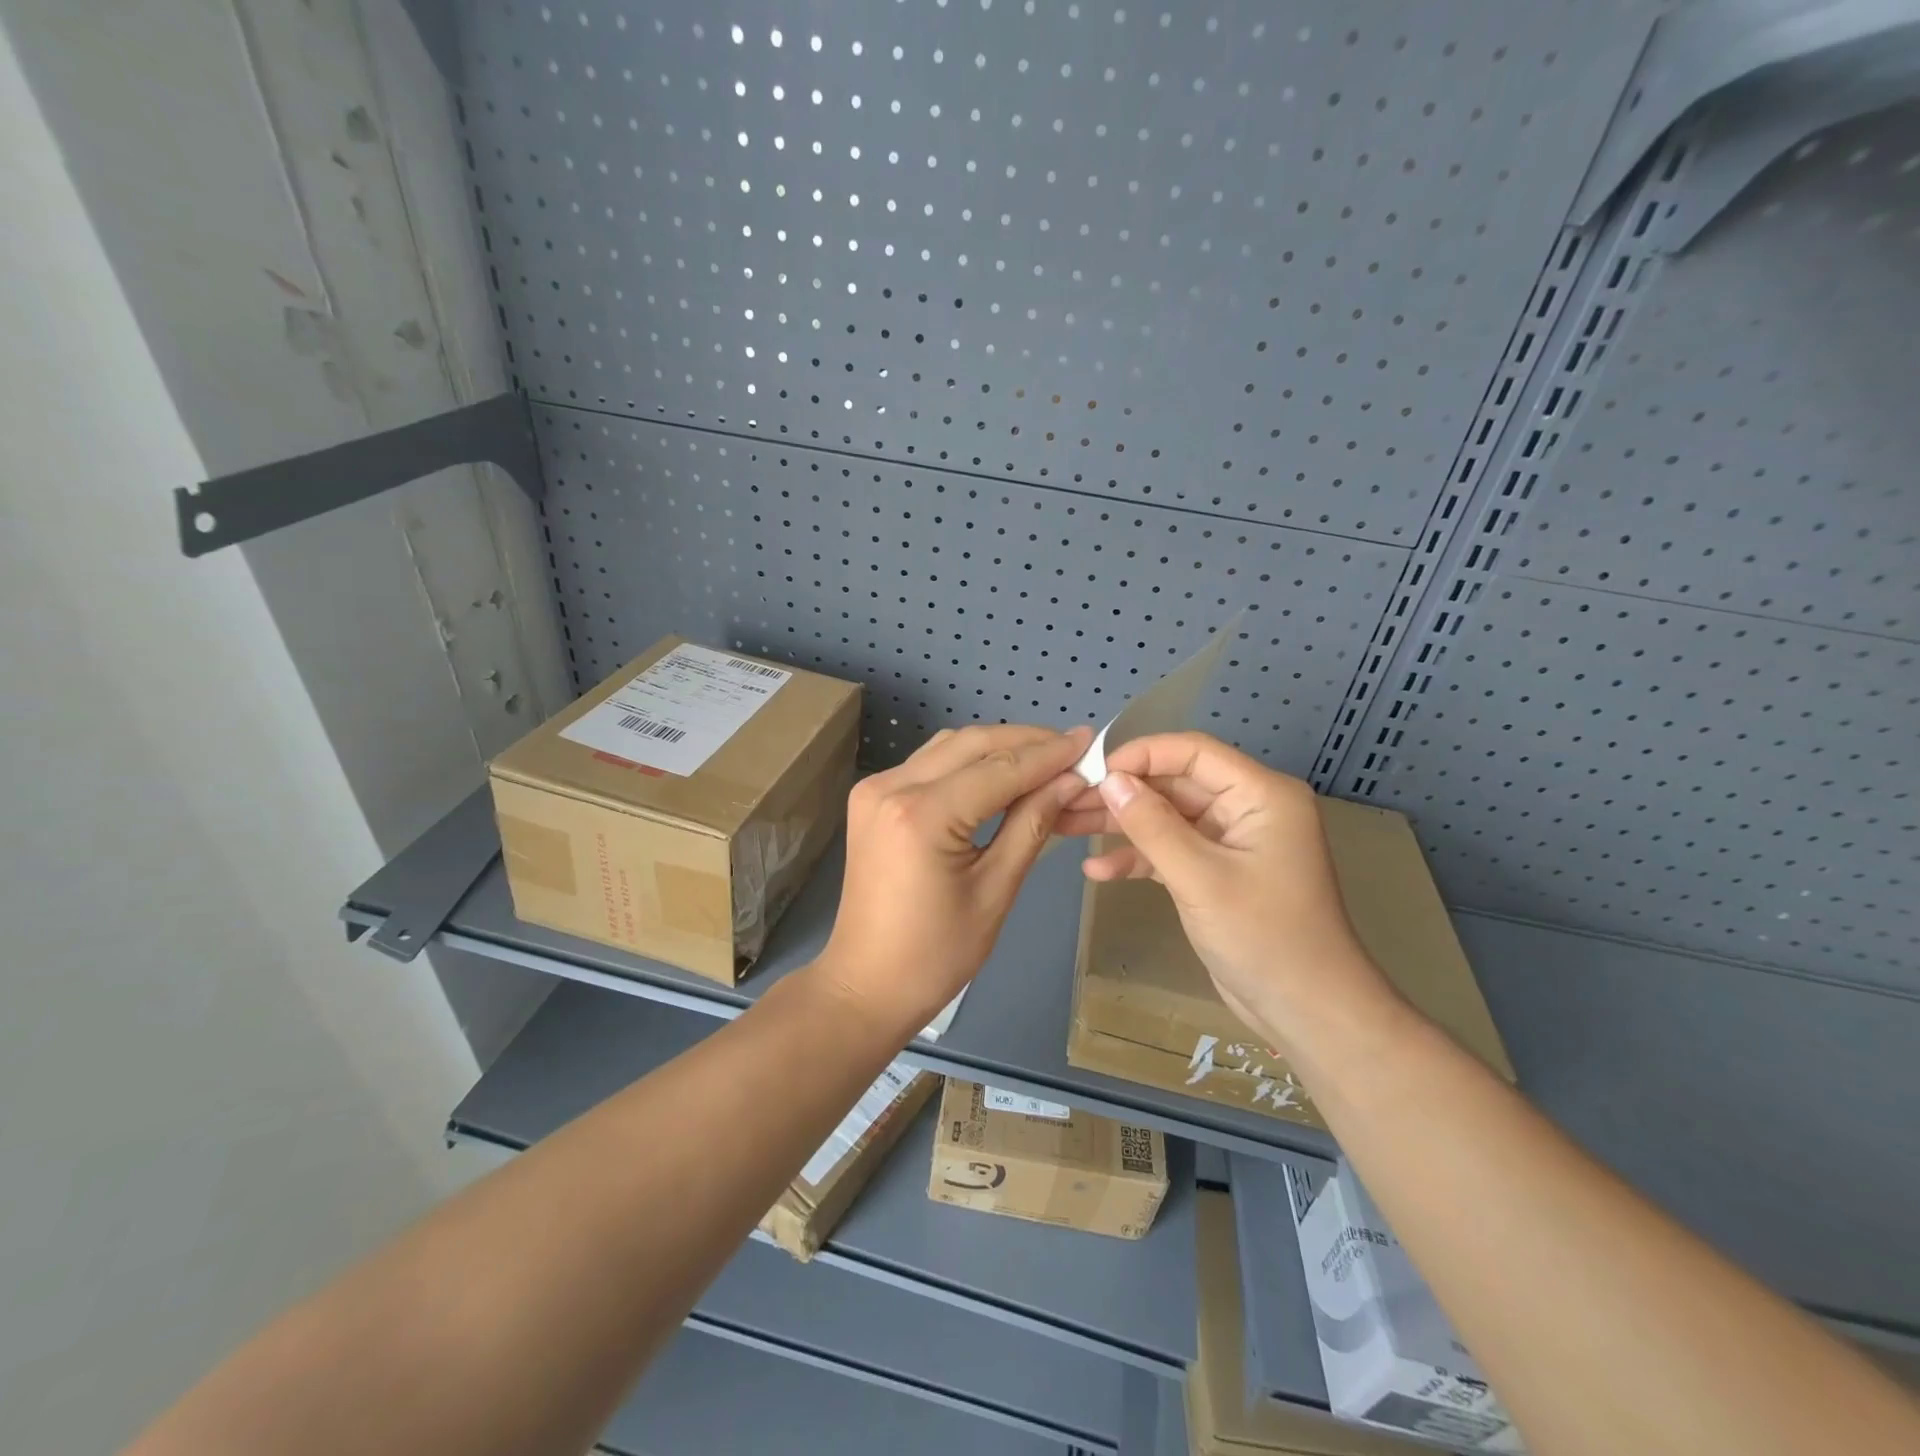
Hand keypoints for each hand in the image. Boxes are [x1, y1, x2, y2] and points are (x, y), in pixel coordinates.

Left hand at [818, 723, 1094, 1038]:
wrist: (866, 983)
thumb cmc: (936, 954)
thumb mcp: (995, 891)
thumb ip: (1031, 825)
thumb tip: (1071, 781)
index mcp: (923, 816)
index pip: (999, 769)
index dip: (1049, 755)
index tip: (1090, 742)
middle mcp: (892, 787)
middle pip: (972, 744)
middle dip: (1026, 742)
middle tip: (1072, 748)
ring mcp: (875, 788)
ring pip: (949, 746)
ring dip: (997, 747)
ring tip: (1045, 758)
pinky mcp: (871, 798)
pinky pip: (929, 764)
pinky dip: (968, 762)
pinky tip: (1000, 773)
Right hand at [1056, 732, 1393, 1055]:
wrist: (1306, 1011)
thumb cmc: (1263, 936)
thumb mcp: (1200, 877)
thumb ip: (1152, 825)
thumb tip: (1109, 780)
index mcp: (1260, 794)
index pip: (1193, 753)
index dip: (1141, 755)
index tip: (1093, 770)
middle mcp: (1246, 808)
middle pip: (1174, 784)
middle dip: (1122, 793)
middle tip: (1068, 800)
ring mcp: (1230, 842)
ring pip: (1166, 818)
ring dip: (1121, 824)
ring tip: (1067, 826)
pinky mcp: (1216, 872)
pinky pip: (1171, 851)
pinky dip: (1137, 859)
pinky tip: (1097, 872)